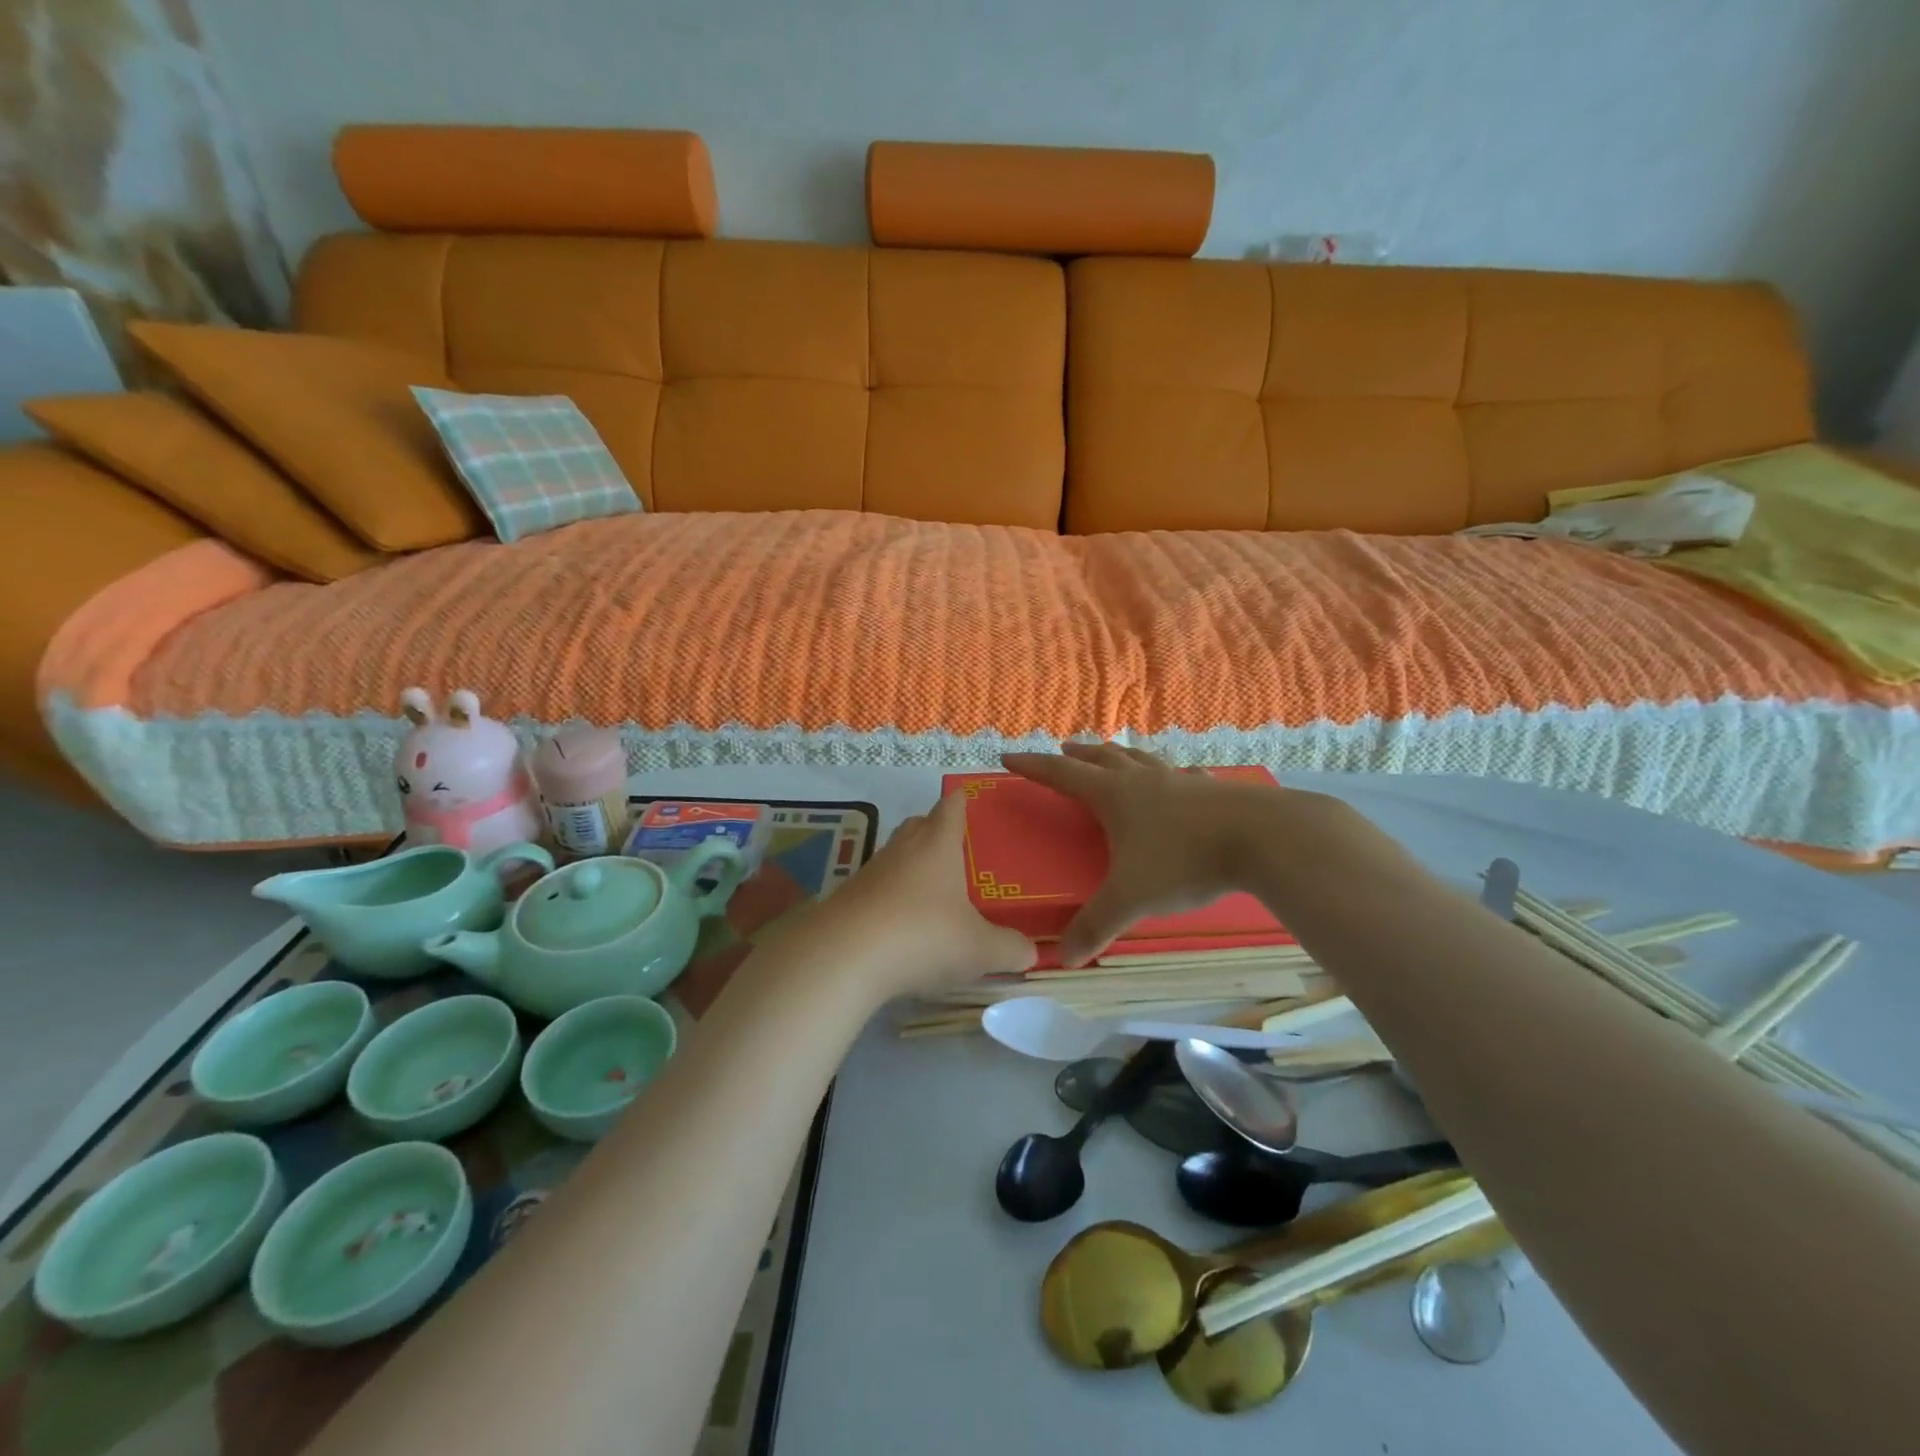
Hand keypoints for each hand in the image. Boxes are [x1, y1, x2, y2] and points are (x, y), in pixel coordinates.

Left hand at [798, 792, 1035, 1001]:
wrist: (844, 957)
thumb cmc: (923, 936)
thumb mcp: (980, 950)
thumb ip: (1010, 949)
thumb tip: (1030, 953)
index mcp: (938, 844)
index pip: (952, 806)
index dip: (963, 801)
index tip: (971, 800)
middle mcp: (903, 849)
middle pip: (919, 825)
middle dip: (936, 832)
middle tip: (957, 853)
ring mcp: (870, 873)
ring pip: (895, 857)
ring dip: (911, 869)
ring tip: (932, 895)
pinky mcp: (847, 900)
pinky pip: (875, 890)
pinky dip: (890, 900)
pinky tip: (900, 928)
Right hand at [1001, 743, 1303, 964]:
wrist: (1262, 838)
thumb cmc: (1184, 860)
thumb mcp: (1132, 898)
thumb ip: (1096, 925)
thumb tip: (1064, 957)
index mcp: (1114, 796)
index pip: (1061, 775)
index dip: (1033, 766)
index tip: (1008, 756)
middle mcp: (1143, 780)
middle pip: (1102, 758)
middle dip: (1078, 755)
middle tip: (1064, 751)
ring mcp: (1180, 781)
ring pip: (1141, 760)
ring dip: (1121, 756)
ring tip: (1113, 756)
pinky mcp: (1213, 790)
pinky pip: (1181, 775)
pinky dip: (1169, 774)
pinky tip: (1180, 779)